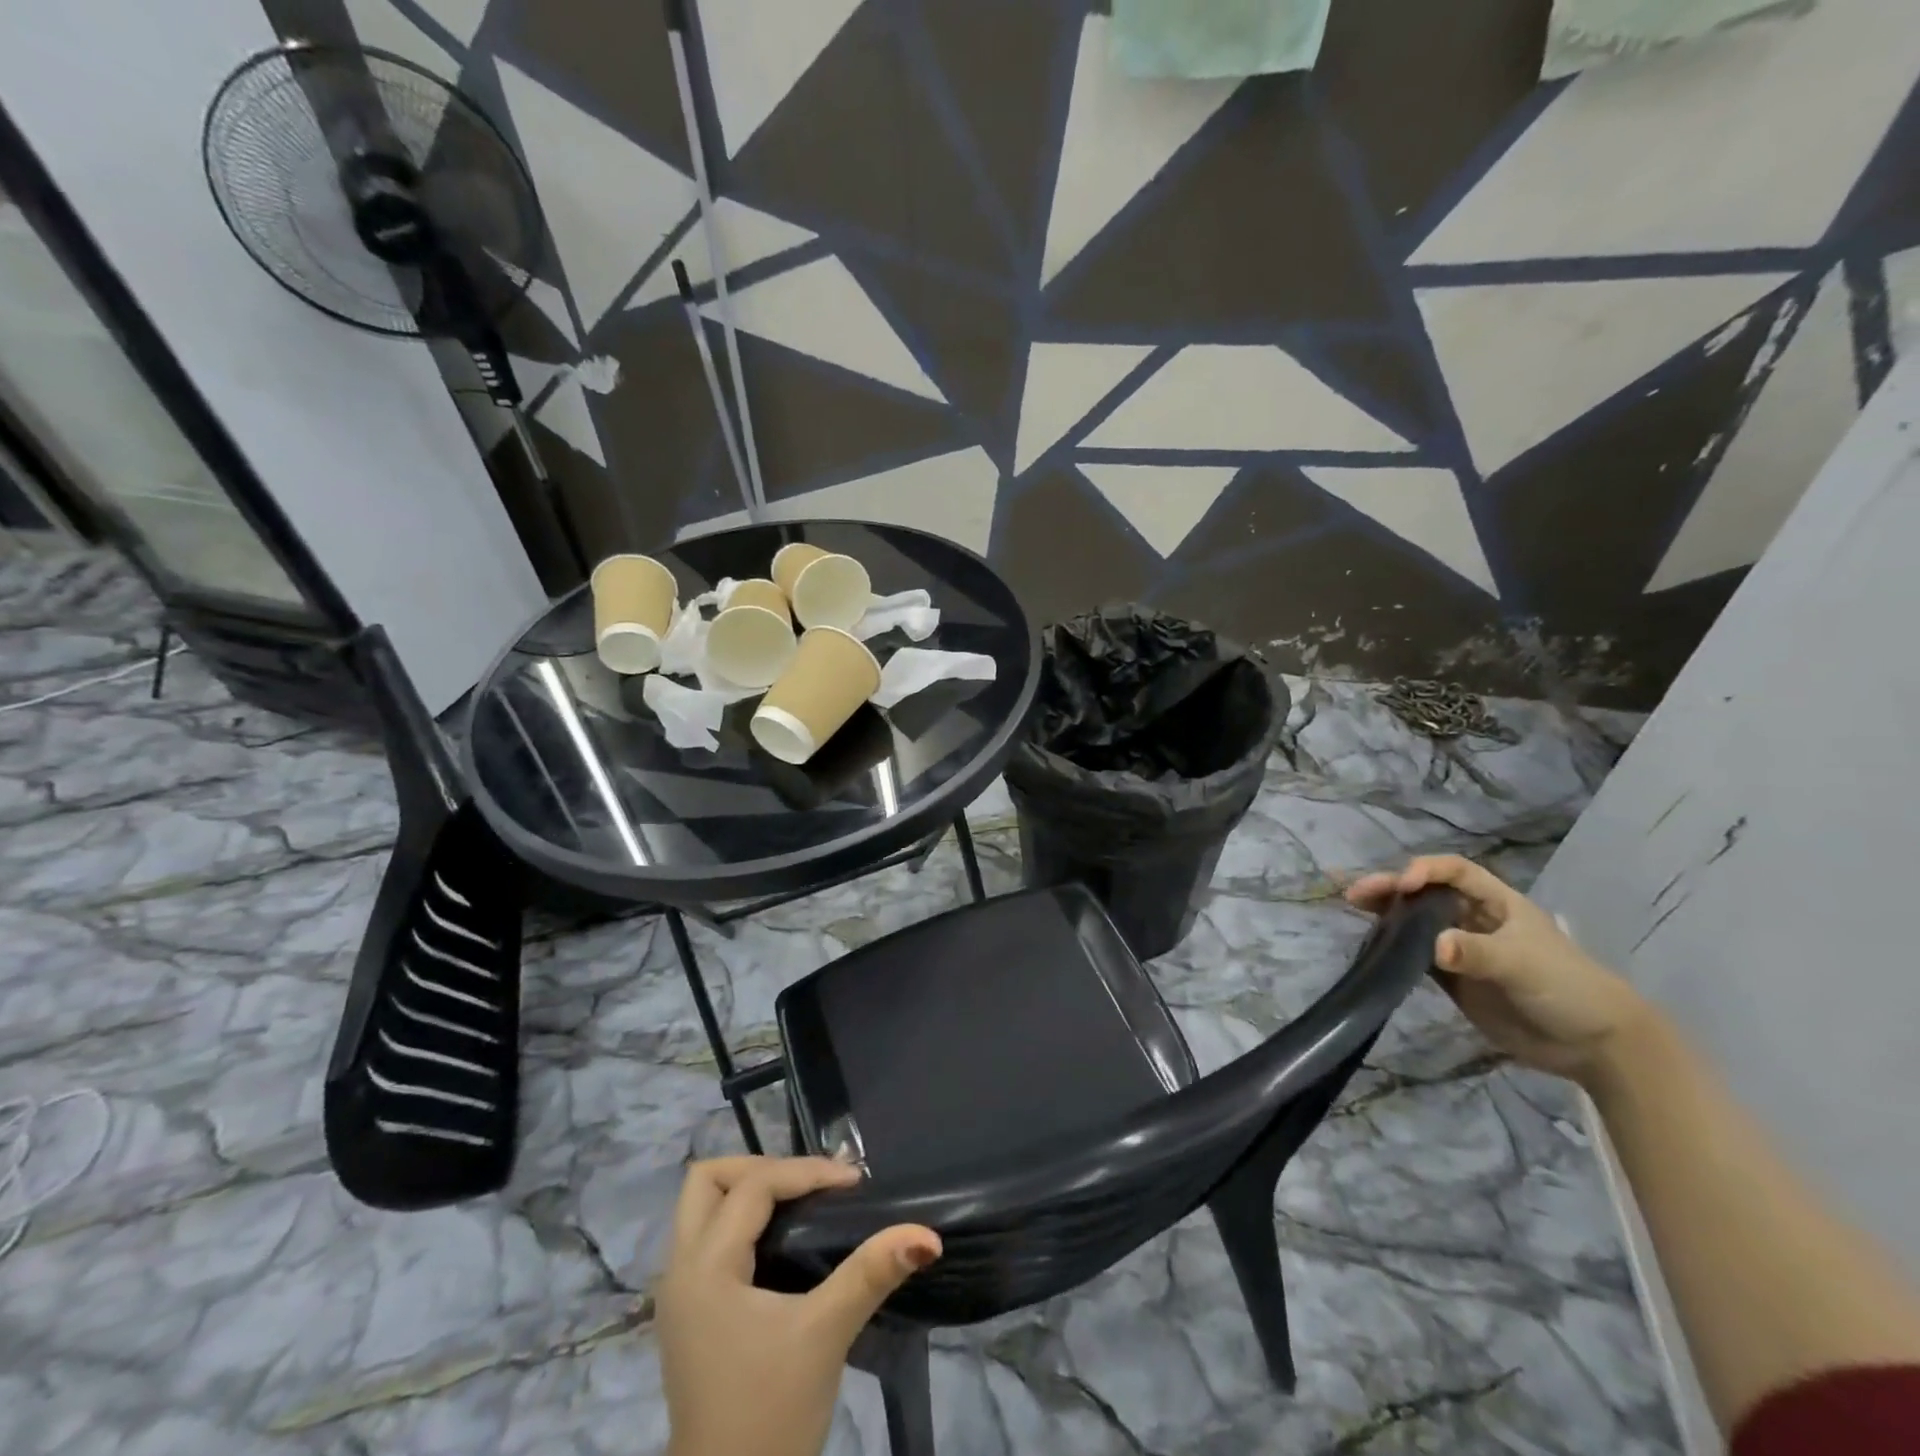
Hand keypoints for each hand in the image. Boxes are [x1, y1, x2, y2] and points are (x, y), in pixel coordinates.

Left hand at [659, 1156, 940, 1455]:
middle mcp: (680, 1270)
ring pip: (701, 1208)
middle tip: (810, 1185)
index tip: (854, 1181)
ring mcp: (678, 1294)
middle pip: (708, 1181)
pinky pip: (705, 1237)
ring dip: (747, 1191)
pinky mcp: (688, 1314)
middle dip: (759, 1168)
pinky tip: (779, 1239)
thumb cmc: (772, 1416)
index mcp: (704, 1267)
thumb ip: (871, 1273)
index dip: (806, 1172)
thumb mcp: (825, 1336)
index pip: (754, 1186)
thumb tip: (927, 1235)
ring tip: (799, 1203)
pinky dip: (739, 1220)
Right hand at [1346, 855, 1650, 1084]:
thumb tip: (1433, 947)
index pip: (1455, 872)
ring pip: (1415, 921)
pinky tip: (1372, 943)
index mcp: (1497, 903)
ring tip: (1354, 907)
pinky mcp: (1452, 978)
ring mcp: (1461, 948)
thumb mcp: (1523, 965)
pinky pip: (1415, 954)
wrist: (1594, 1046)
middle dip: (1392, 888)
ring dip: (1386, 912)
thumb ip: (1477, 953)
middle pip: (1426, 893)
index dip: (1427, 870)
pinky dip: (1393, 947)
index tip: (1404, 884)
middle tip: (1357, 893)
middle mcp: (1474, 919)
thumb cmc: (1567, 988)